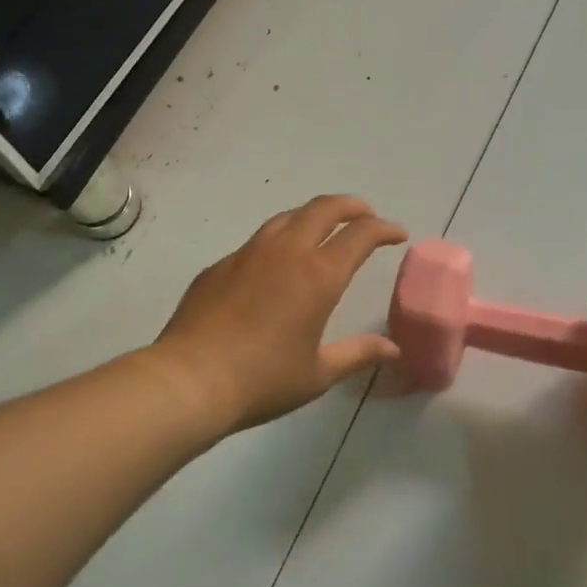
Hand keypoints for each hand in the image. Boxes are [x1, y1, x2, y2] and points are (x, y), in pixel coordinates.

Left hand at [157, 195, 408, 434]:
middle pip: (324, 208)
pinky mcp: (220, 265)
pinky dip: (279, 241)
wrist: (189, 380)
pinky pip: (257, 241)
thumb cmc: (262, 380)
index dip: (384, 229)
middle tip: (366, 215)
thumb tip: (393, 349)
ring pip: (288, 217)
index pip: (361, 235)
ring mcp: (248, 254)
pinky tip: (275, 266)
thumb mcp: (318, 373)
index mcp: (318, 276)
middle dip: (352, 206)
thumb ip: (358, 354)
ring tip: (323, 230)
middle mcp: (285, 252)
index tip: (397, 234)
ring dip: (313, 216)